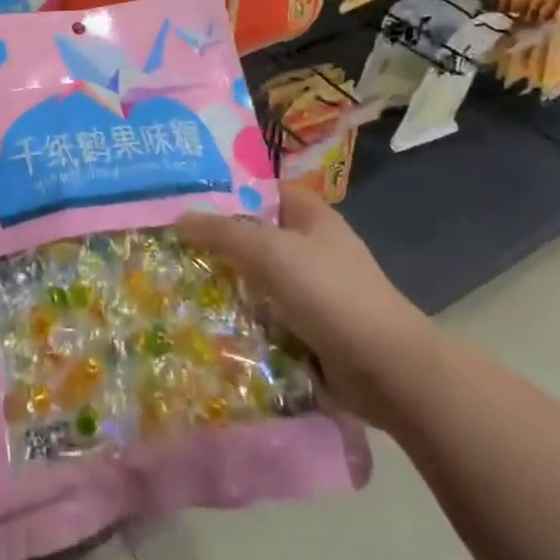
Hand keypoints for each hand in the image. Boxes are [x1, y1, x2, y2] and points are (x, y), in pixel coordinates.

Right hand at [180, 189, 437, 428]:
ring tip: (179, 282)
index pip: (263, 190)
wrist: (386, 369)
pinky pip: (267, 314)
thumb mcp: (271, 252)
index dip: (228, 190)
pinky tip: (209, 321)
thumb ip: (224, 232)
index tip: (187, 197)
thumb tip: (180, 216)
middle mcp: (312, 247)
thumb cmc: (331, 294)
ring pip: (259, 278)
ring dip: (228, 283)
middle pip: (257, 235)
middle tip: (173, 243)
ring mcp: (313, 290)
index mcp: (312, 216)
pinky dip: (244, 318)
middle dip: (219, 241)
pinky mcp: (310, 327)